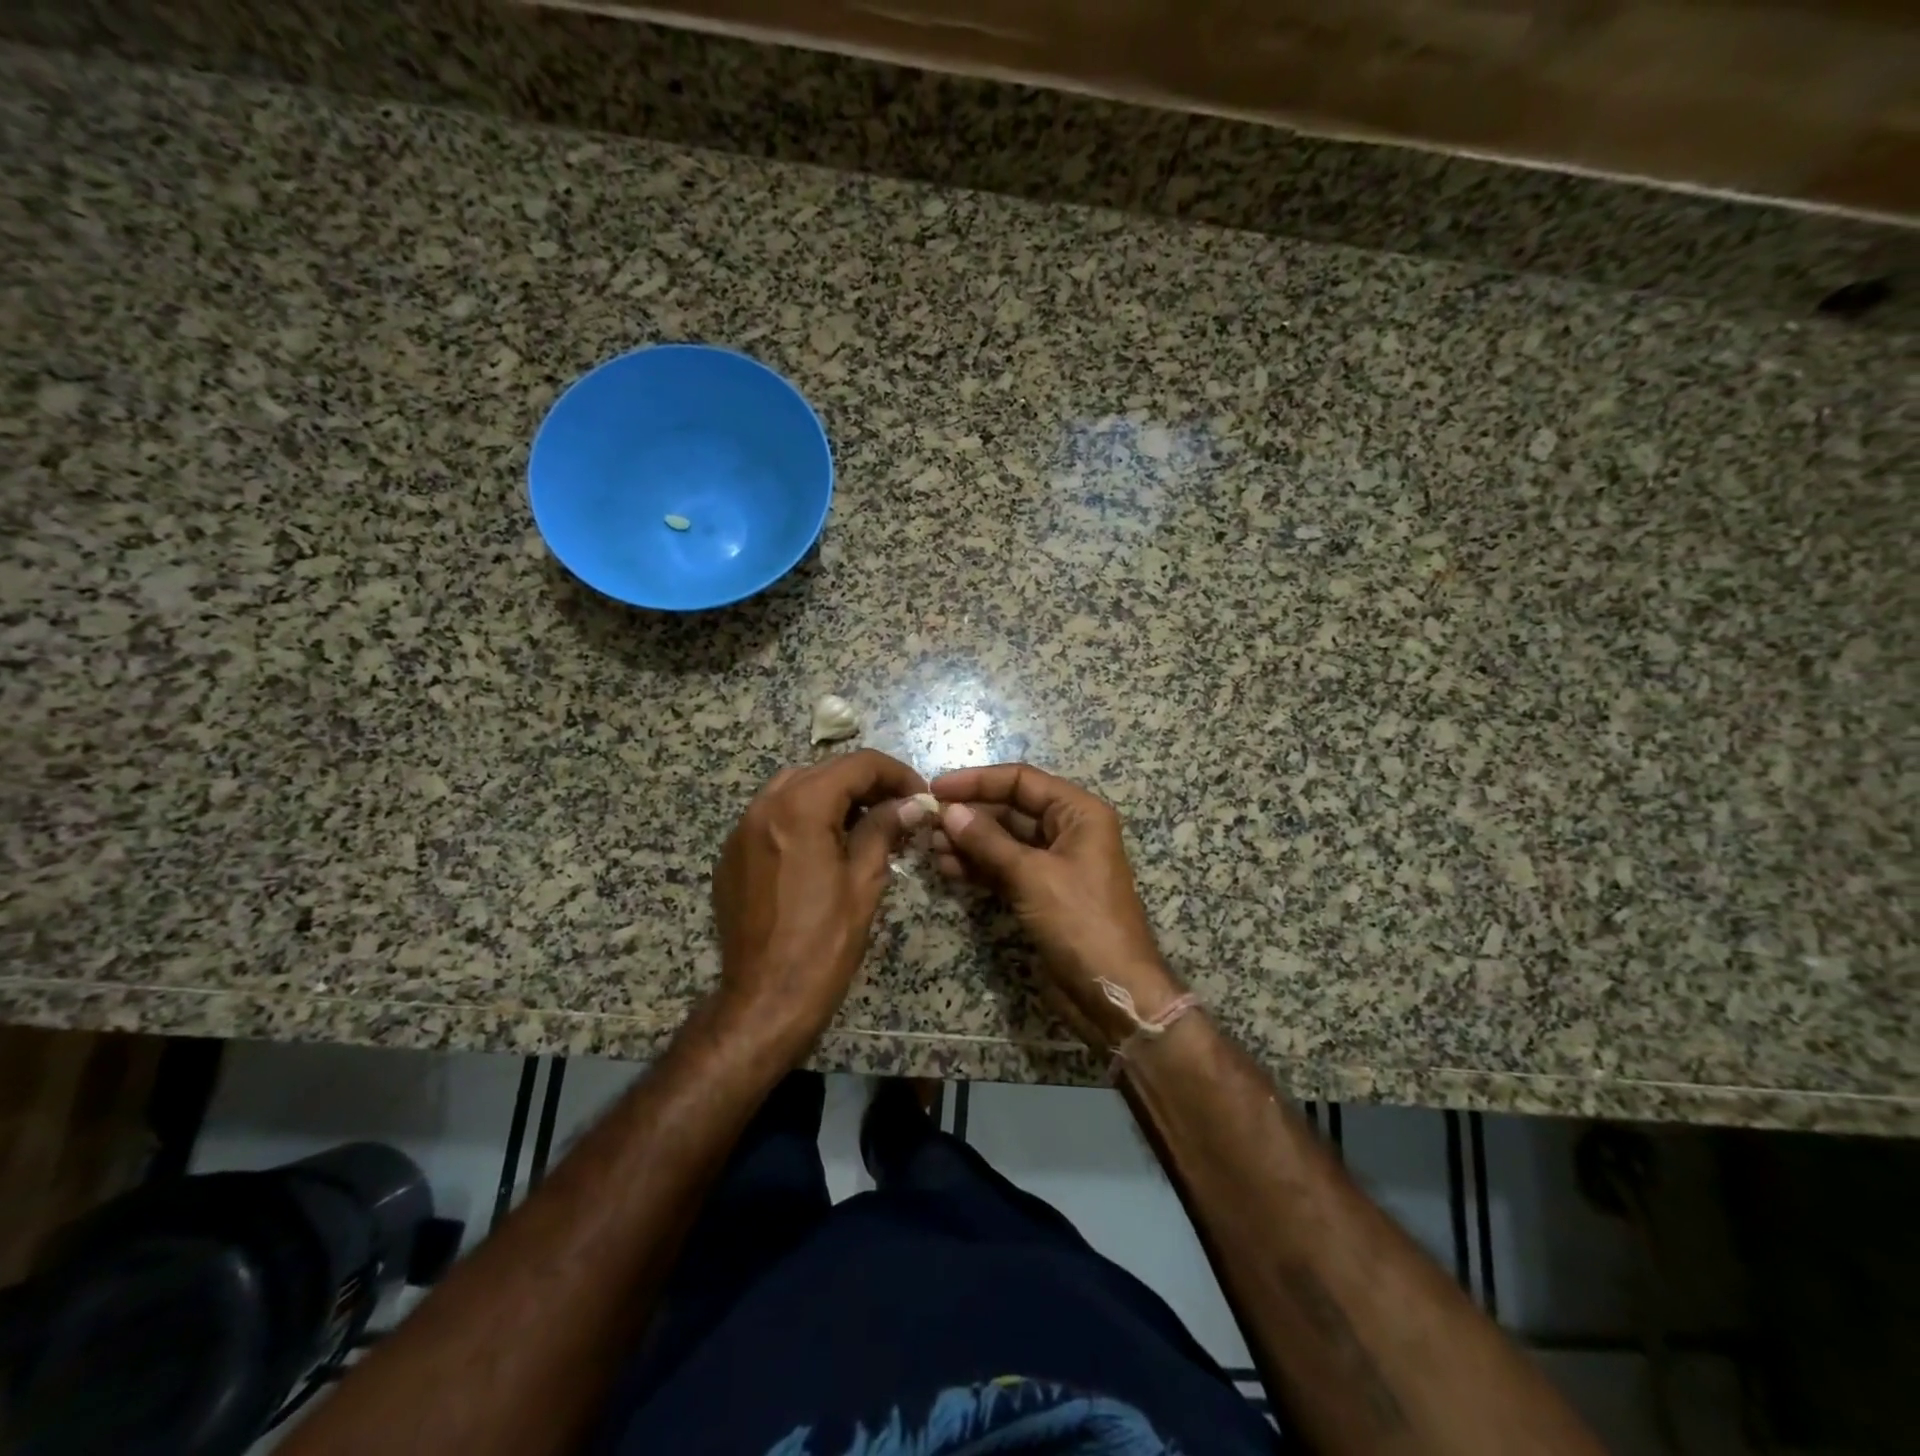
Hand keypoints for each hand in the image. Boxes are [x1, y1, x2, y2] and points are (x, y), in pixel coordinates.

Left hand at [713, 749, 926, 1054]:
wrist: (764, 999)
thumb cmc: (823, 943)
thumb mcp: (864, 882)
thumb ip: (884, 830)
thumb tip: (910, 805)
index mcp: (799, 808)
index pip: (856, 765)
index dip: (896, 774)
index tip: (920, 796)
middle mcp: (764, 806)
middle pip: (824, 770)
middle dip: (866, 783)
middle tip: (899, 808)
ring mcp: (741, 830)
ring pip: (794, 787)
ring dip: (833, 795)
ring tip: (865, 823)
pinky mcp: (732, 855)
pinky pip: (772, 815)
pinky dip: (804, 815)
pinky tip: (825, 845)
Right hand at [919, 763, 1184, 1049]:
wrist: (1111, 993)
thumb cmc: (1080, 922)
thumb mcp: (1032, 876)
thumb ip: (988, 841)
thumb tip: (949, 811)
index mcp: (1079, 813)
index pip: (1022, 781)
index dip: (978, 781)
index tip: (937, 788)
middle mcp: (1067, 831)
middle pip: (1010, 809)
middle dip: (969, 815)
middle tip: (926, 823)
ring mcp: (1052, 864)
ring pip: (1003, 840)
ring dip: (968, 842)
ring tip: (930, 847)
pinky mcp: (1039, 893)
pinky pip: (1003, 868)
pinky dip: (977, 867)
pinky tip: (947, 868)